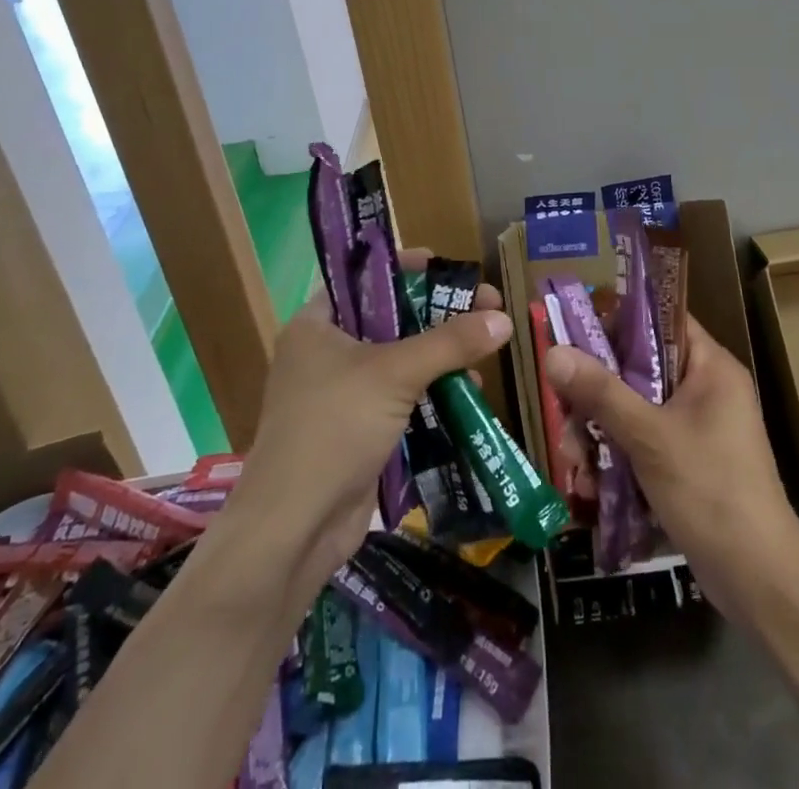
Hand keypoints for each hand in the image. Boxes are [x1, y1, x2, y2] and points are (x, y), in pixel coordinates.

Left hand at [222, 248, 512, 608]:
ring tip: (485, 351)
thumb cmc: (334, 428)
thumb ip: (449, 343)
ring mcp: (341, 395)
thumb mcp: (394, 374)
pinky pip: (402, 398)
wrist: (294, 529)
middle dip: (439, 315)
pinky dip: (432, 392)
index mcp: (317, 324)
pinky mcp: (357, 431)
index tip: (449, 269)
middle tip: (486, 307)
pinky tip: (467, 391)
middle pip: (391, 319)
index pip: (365, 279)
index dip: (408, 269)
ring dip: (441, 356)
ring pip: (400, 361)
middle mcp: (326, 353)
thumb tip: (504, 318)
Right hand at [544, 316, 798, 620]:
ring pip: (636, 409)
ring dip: (601, 432)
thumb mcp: (649, 438)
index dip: (618, 320)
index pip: (661, 319)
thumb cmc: (710, 492)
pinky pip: (644, 443)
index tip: (574, 335)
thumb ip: (600, 392)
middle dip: (597, 393)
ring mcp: (699, 429)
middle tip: (564, 413)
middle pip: (640, 368)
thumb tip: (552, 352)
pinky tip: (592, 486)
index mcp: (710, 367)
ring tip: (574, 463)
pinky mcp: (690, 464)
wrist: (761, 584)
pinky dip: (618, 458)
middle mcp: (706, 389)